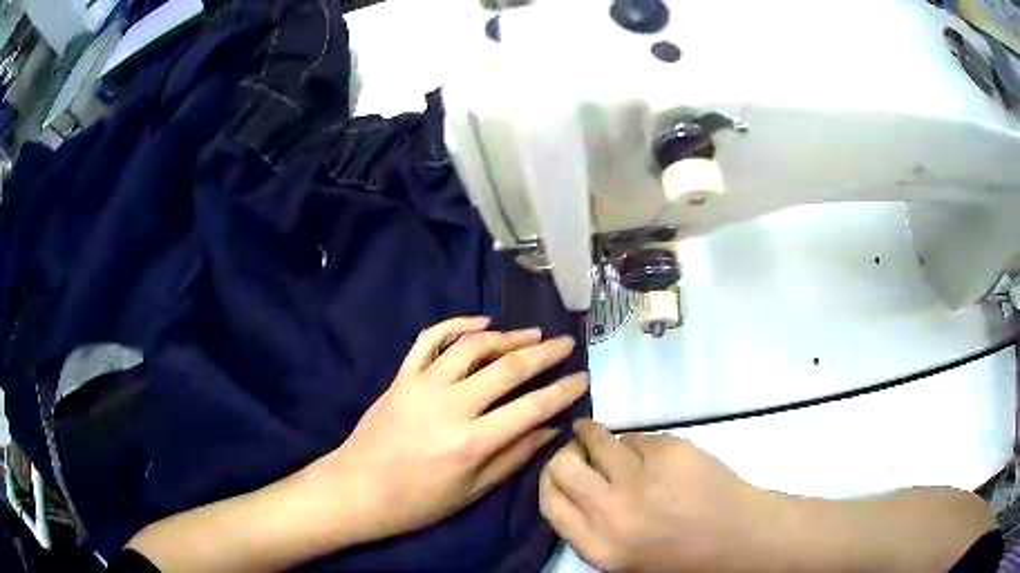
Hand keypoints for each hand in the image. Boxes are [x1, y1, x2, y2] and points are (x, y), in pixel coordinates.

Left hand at [312, 316, 587, 544]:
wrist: (356, 489)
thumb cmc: (416, 503)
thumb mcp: (471, 492)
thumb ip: (513, 458)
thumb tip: (550, 429)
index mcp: (471, 443)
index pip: (531, 407)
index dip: (563, 391)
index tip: (582, 377)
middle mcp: (450, 406)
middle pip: (506, 368)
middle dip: (543, 353)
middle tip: (565, 343)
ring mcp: (422, 386)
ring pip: (472, 347)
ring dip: (506, 336)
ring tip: (532, 333)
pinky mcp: (402, 377)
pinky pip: (429, 340)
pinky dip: (456, 325)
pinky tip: (481, 323)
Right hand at [540, 420, 762, 571]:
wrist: (735, 536)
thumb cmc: (679, 554)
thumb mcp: (621, 557)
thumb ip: (589, 528)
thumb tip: (570, 486)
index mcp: (598, 545)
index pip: (550, 502)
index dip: (548, 480)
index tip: (557, 469)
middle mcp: (612, 511)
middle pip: (564, 466)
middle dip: (567, 454)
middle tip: (576, 449)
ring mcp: (641, 478)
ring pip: (599, 441)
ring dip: (594, 435)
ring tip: (597, 433)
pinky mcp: (668, 451)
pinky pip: (636, 437)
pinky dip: (636, 442)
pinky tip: (650, 453)